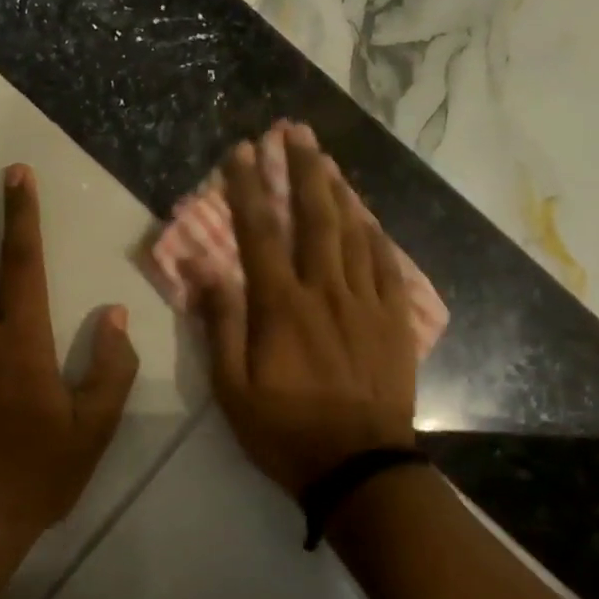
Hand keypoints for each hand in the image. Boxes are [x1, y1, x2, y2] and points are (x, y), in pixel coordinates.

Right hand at [195, 125, 416, 496]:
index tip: (241, 151)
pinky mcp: (393, 321)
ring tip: (326, 157)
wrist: (359, 468)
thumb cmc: (285, 431)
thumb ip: (221, 324)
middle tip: (294, 130)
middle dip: (301, 169)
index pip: (259, 233)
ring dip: (337, 190)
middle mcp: (325, 291)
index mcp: (281, 306)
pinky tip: (369, 215)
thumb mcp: (232, 389)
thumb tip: (205, 269)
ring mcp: (366, 303)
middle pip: (314, 217)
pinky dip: (376, 234)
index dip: (248, 188)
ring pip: (352, 232)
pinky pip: (387, 265)